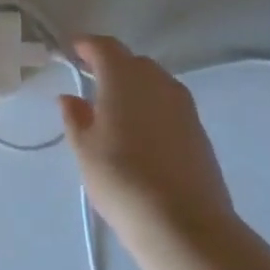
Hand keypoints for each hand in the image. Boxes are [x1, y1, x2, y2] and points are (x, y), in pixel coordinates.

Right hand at [59, 36, 234, 250]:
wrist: (185, 224)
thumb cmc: (122, 179)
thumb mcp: (84, 149)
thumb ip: (75, 117)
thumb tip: (70, 97)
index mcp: (123, 75)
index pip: (103, 46)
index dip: (86, 46)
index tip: (72, 52)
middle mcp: (156, 79)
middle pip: (131, 61)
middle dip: (111, 67)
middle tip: (92, 85)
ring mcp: (183, 104)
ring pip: (153, 83)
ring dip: (134, 88)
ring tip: (118, 113)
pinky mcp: (199, 129)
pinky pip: (169, 105)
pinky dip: (153, 109)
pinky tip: (143, 136)